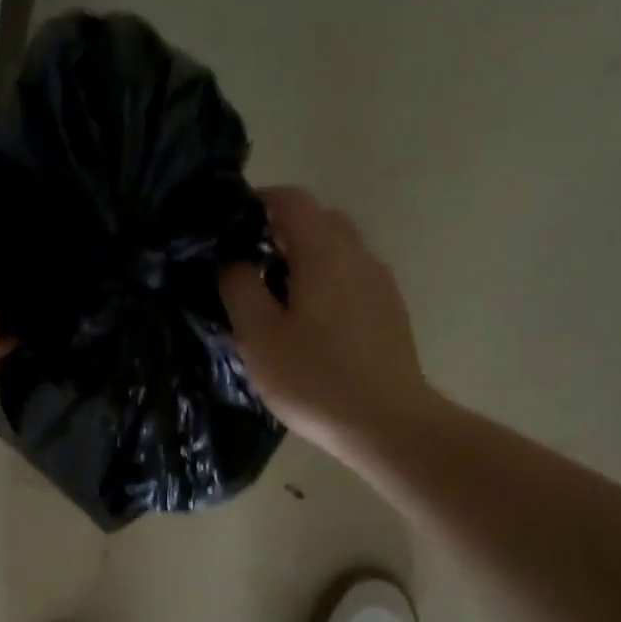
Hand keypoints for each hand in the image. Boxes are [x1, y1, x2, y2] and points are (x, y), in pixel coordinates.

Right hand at [219, 186, 436, 458]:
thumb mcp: (259, 336)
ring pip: (339, 249)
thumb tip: (231, 260)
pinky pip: (353, 277)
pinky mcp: (390, 310)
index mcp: (323, 252)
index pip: (291, 199)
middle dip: (282, 230)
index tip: (230, 226)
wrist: (386, 422)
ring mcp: (380, 282)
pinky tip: (312, 322)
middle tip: (250, 265)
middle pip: (319, 220)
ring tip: (277, 296)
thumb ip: (239, 288)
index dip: (258, 202)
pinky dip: (327, 280)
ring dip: (306, 257)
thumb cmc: (313, 378)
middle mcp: (358, 255)